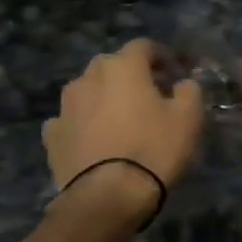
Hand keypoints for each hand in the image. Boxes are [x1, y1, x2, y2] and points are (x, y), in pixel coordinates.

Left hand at [43, 40, 204, 203]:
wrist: (107, 195)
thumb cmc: (154, 148)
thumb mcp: (189, 118)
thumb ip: (189, 91)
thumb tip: (183, 83)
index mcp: (123, 68)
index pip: (143, 46)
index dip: (161, 55)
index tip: (175, 71)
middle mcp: (89, 78)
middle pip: (111, 65)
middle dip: (130, 73)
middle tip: (149, 93)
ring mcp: (65, 107)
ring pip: (87, 90)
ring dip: (104, 96)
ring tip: (120, 117)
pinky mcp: (52, 135)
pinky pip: (70, 119)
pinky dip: (83, 122)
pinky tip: (94, 138)